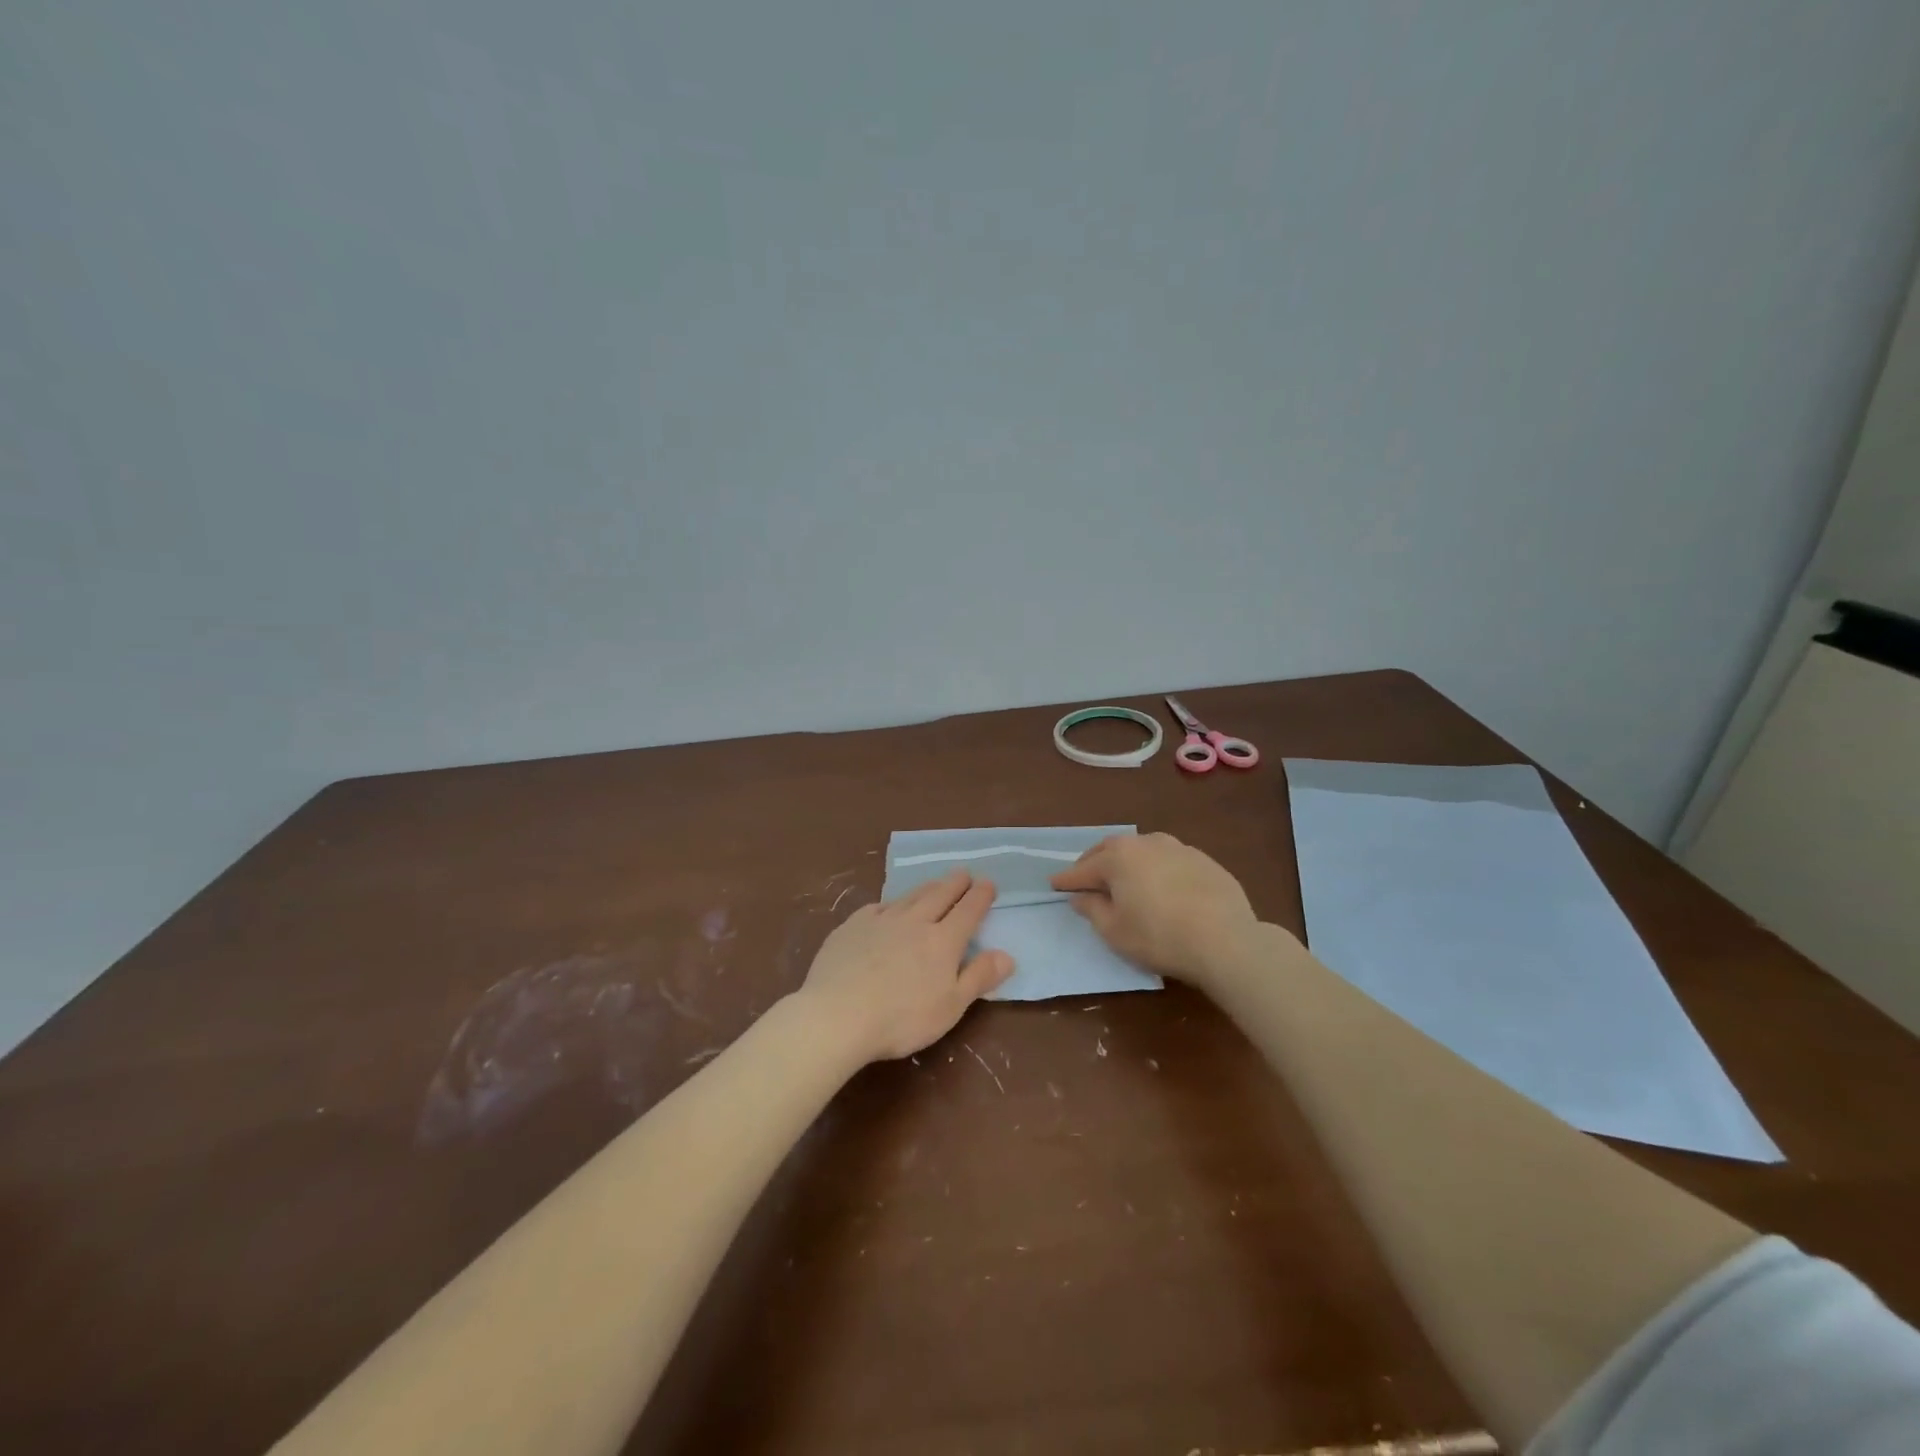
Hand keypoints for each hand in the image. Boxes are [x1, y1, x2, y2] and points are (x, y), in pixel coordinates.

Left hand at [795, 870, 1014, 1063]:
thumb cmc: (902, 1019)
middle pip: (940, 895)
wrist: (838, 1014)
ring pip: (910, 896)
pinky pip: (878, 907)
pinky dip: (890, 903)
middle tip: (964, 874)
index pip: (968, 911)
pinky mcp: (852, 925)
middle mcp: (915, 922)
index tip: (988, 883)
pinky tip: (888, 907)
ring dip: (927, 887)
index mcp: (943, 941)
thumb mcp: (951, 1007)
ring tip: (935, 883)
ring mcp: (881, 920)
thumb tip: (1008, 955)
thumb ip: (979, 978)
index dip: (980, 896)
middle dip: (955, 883)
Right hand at [1049, 832, 1263, 989]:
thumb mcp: (1114, 931)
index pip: (1083, 868)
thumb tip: (1082, 896)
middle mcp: (1145, 842)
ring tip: (1124, 880)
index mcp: (1118, 857)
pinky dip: (1156, 870)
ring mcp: (1178, 848)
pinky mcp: (1204, 860)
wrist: (1226, 940)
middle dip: (1094, 863)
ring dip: (1128, 862)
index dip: (1066, 879)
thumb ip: (1092, 909)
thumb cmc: (1158, 936)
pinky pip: (1169, 860)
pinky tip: (1161, 887)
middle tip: (1085, 879)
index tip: (1053, 884)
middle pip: (1111, 850)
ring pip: (1142, 850)